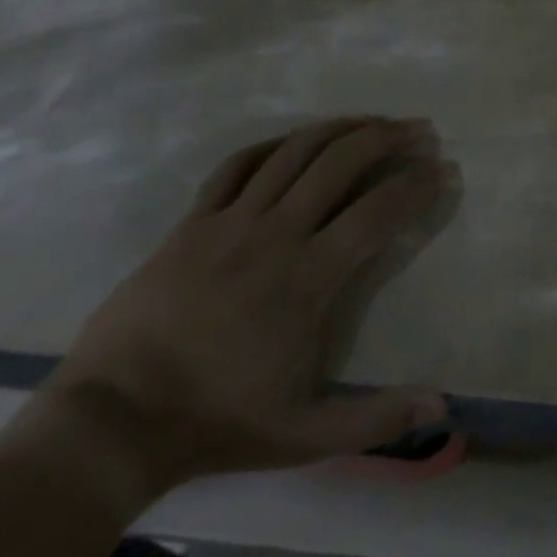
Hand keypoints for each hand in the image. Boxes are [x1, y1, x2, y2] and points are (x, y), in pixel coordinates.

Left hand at [37, 118, 458, 502]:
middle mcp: (275, 235)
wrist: (112, 421)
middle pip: (340, 163)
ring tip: (373, 121)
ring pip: (294, 152)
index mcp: (307, 278)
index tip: (443, 170)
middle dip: (387, 139)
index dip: (416, 186)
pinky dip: (274, 144)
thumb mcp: (304, 435)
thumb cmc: (216, 422)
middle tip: (420, 130)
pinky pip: (237, 166)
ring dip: (341, 129)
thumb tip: (441, 406)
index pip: (377, 212)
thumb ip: (376, 420)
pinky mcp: (192, 222)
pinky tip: (296, 140)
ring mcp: (229, 222)